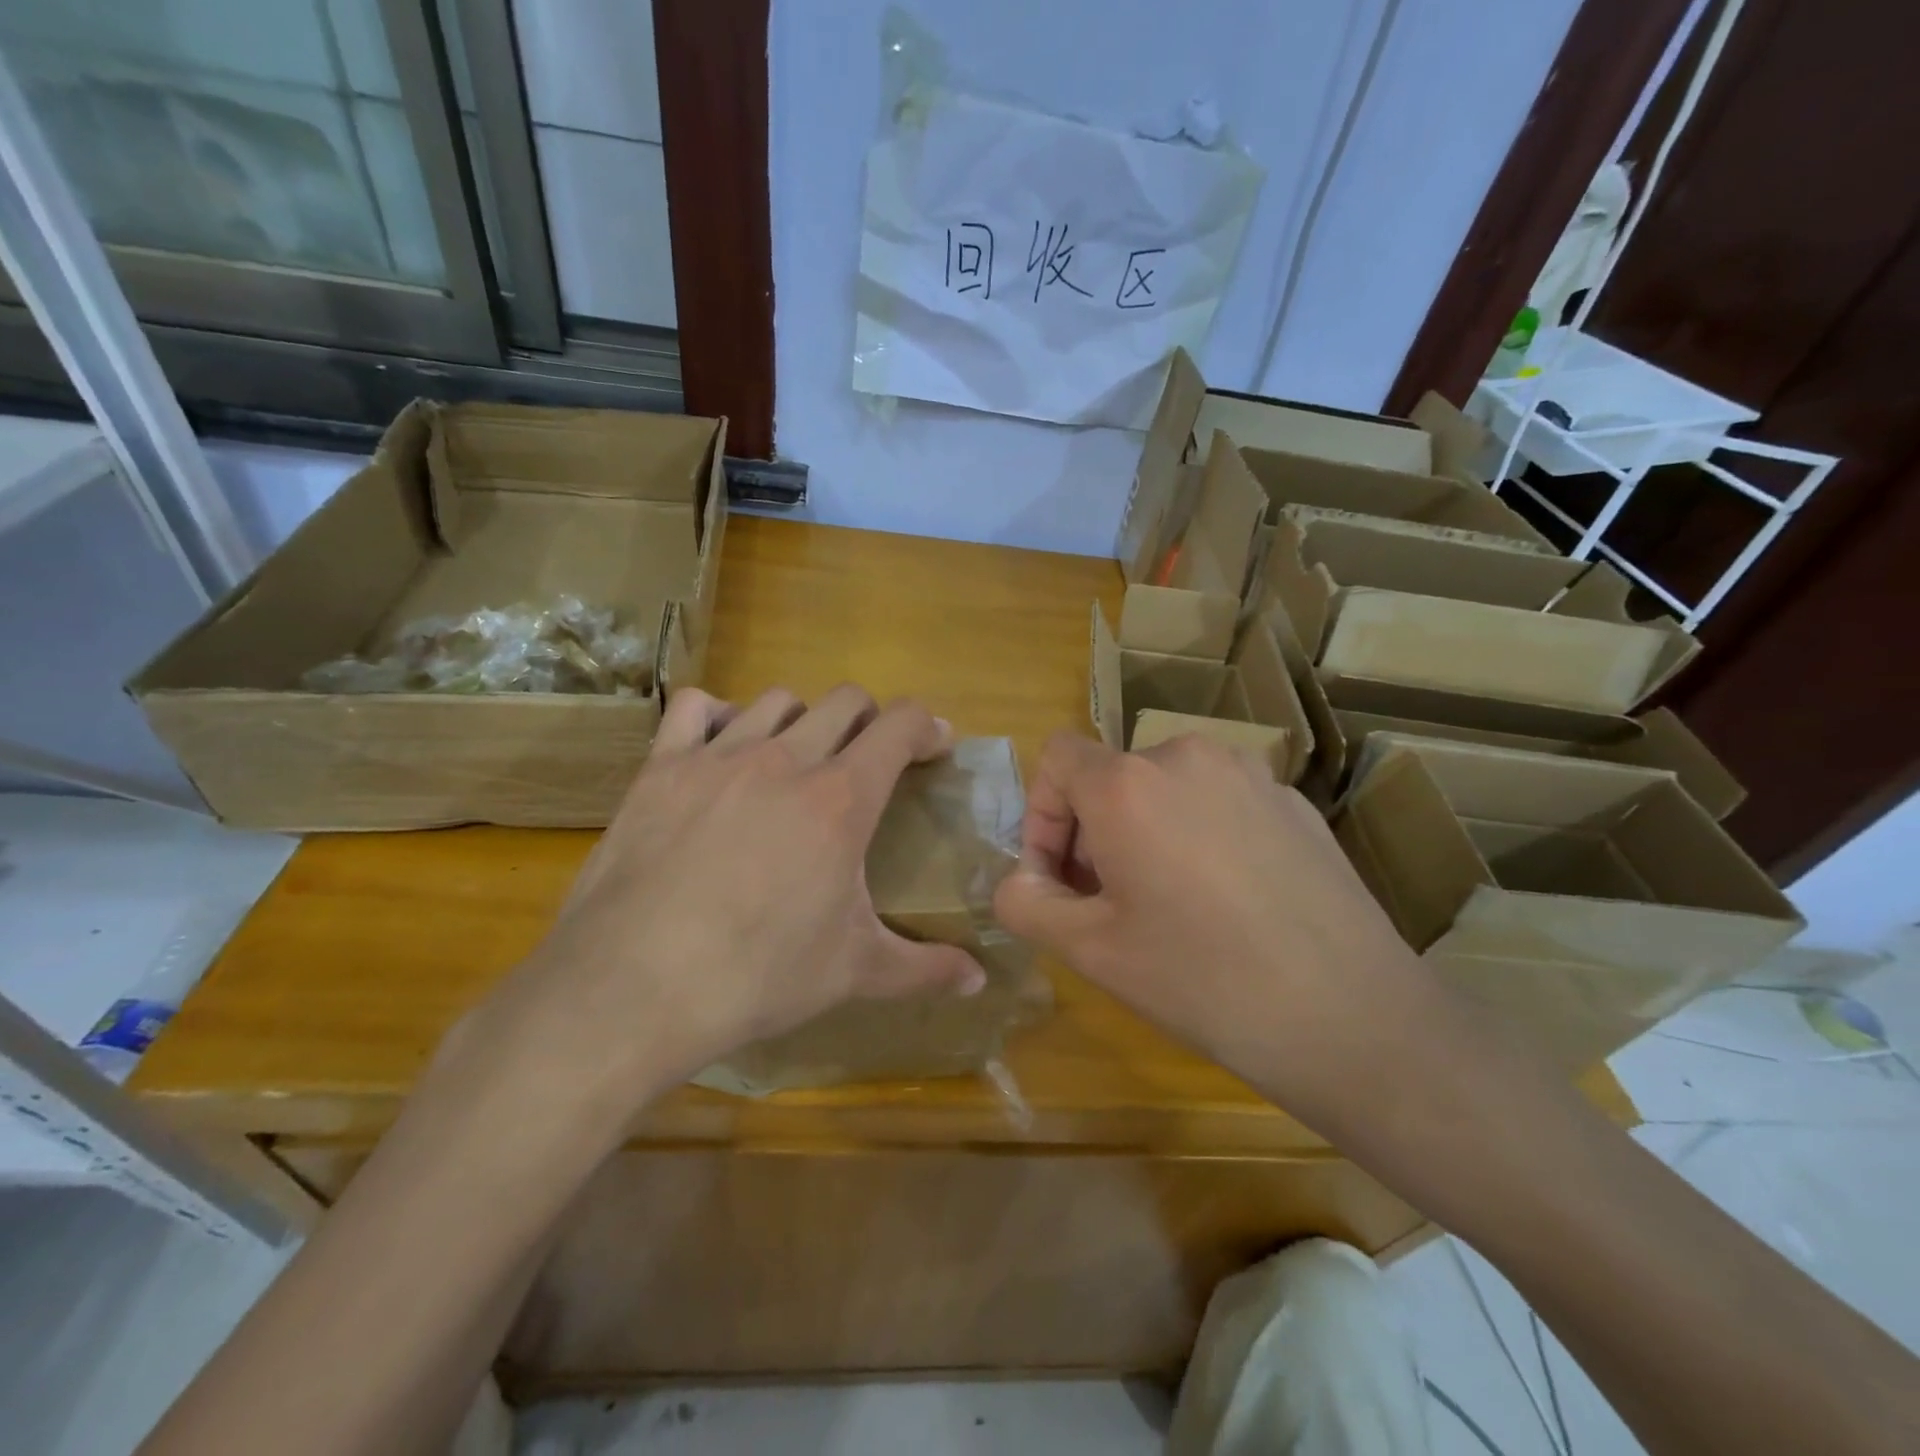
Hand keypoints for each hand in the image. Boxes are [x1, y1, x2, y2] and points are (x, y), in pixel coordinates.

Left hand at [462, 686, 986, 1123]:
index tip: (933, 747)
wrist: (634, 988)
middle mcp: (786, 759)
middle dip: (869, 721)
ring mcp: (718, 756)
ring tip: (797, 759)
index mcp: (842, 798)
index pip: (899, 725)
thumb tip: (979, 981)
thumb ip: (924, 968)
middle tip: (868, 761)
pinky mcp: (661, 768)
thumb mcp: (853, 972)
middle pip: (844, 700)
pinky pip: (694, 708)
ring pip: (777, 699)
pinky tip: (719, 750)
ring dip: (801, 719)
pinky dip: (716, 716)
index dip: (925, 727)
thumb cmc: (757, 976)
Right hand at [993, 732, 1450, 1136]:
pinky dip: (1200, 835)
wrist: (1350, 1016)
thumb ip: (1026, 902)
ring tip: (1167, 902)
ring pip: (1166, 788)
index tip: (1059, 880)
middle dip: (1092, 832)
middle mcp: (1186, 757)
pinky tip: (1229, 902)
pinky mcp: (1293, 801)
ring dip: (1146, 831)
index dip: (1041, 814)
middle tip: (1107, 903)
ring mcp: (1249, 774)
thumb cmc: (1200, 979)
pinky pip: (1220, 802)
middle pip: (1112, 775)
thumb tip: (1019, 880)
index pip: (1057, 757)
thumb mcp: (1089, 951)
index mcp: (1128, 783)